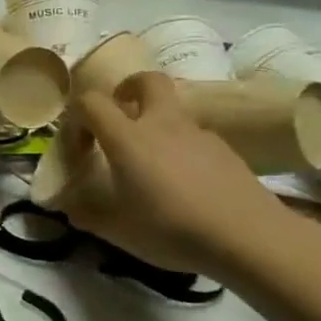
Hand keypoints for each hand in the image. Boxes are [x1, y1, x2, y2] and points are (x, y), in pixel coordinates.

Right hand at [60, 72, 290, 279]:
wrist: (252, 239)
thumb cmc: (172, 229)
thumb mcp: (117, 229)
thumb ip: (86, 213)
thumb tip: (68, 206)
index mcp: (127, 137)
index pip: (91, 101)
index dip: (77, 117)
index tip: (79, 146)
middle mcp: (162, 125)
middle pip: (147, 81)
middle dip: (129, 89)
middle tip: (120, 117)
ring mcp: (200, 135)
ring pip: (174, 113)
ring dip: (157, 127)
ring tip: (153, 168)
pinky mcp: (228, 153)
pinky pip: (196, 140)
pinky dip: (183, 152)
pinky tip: (186, 186)